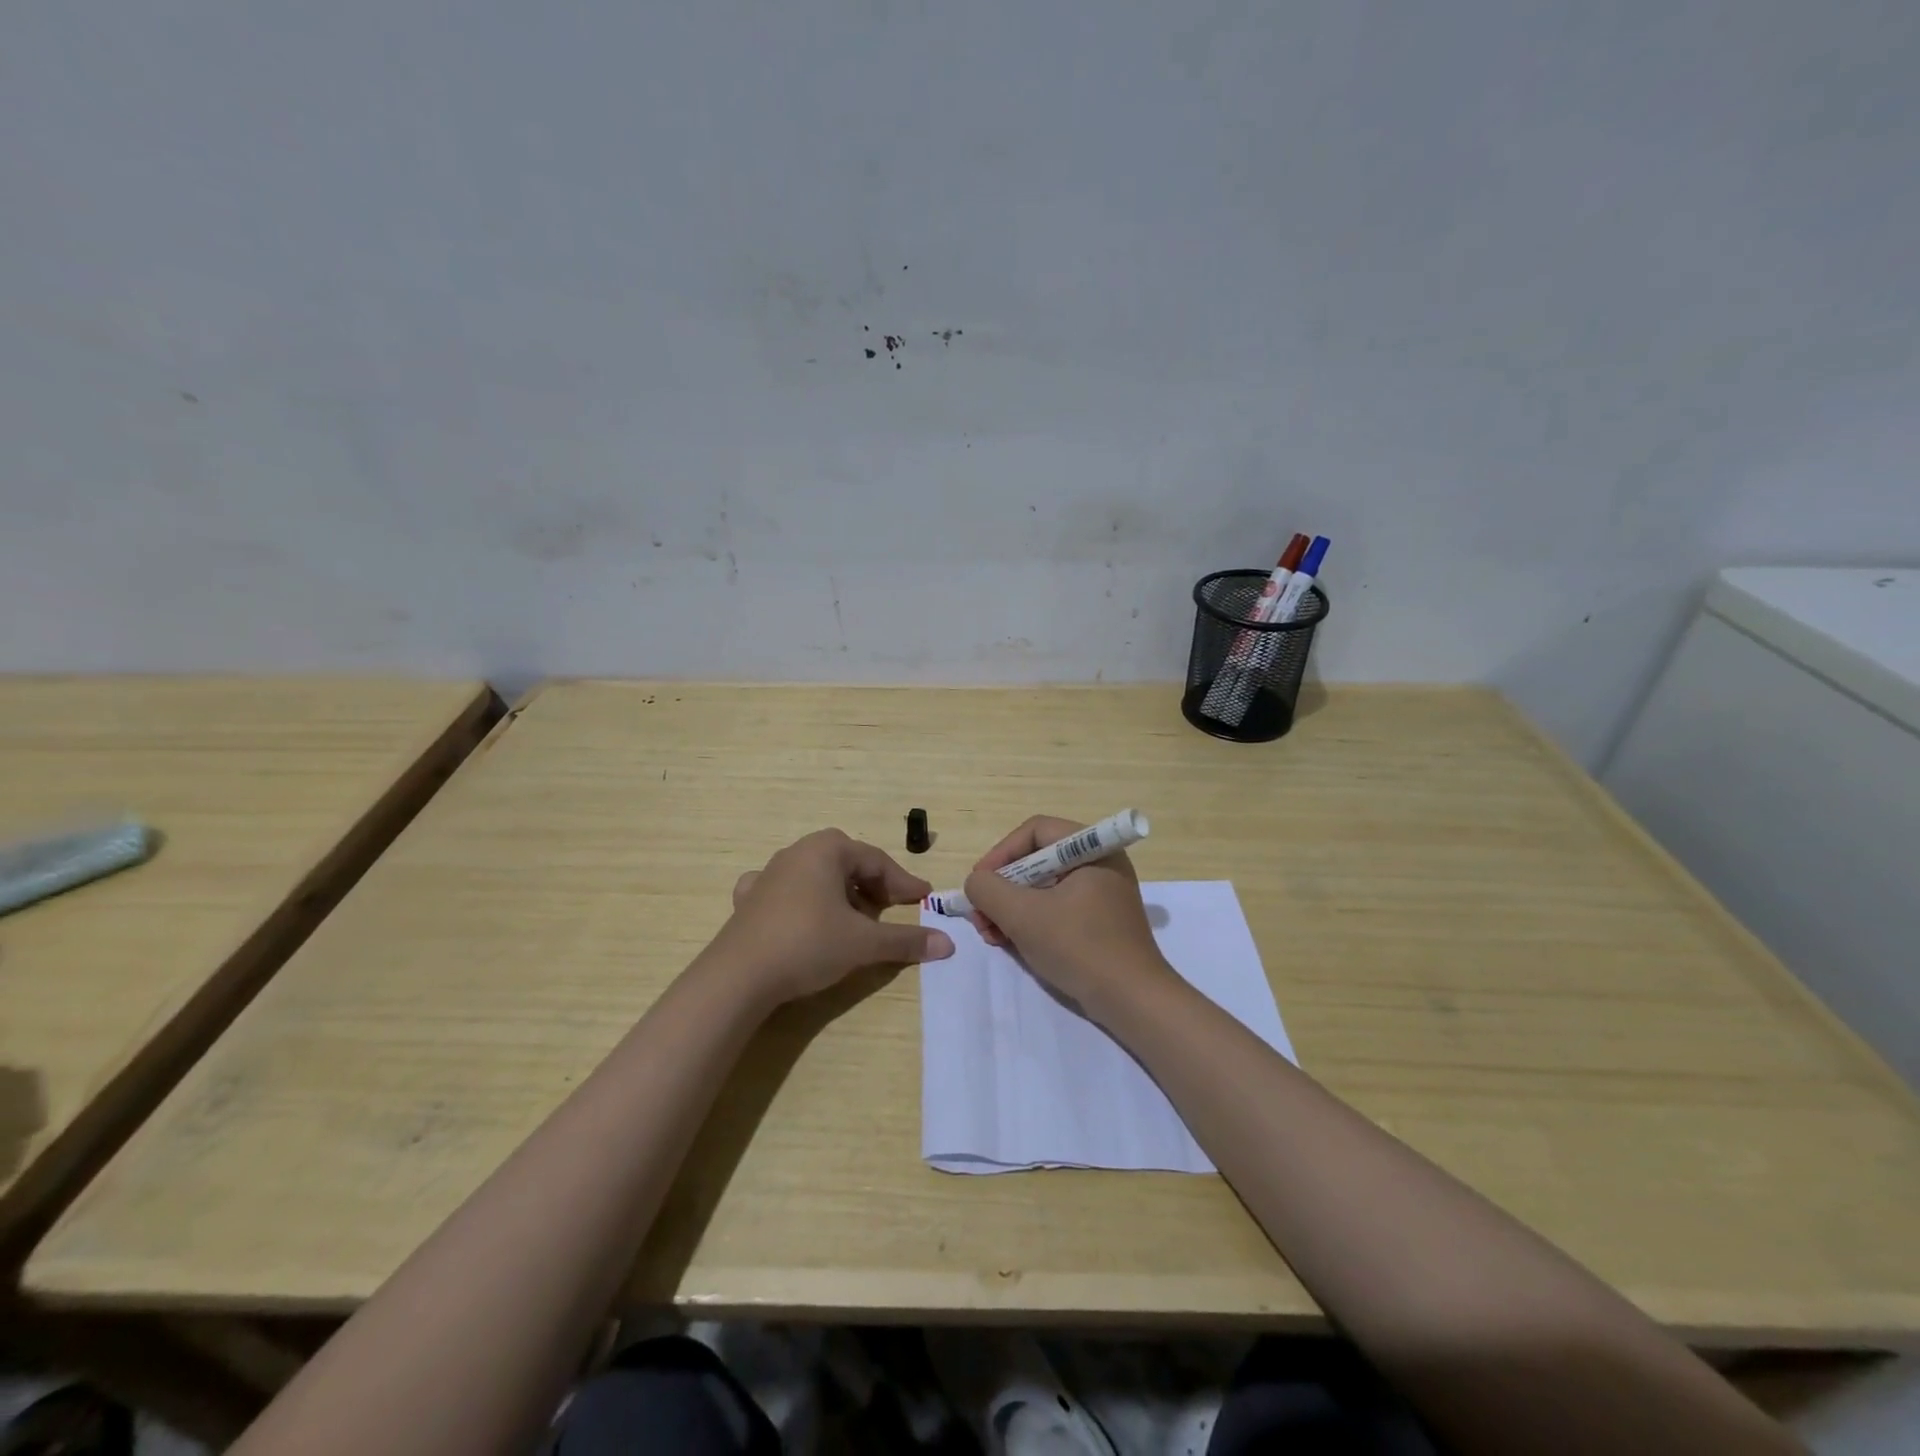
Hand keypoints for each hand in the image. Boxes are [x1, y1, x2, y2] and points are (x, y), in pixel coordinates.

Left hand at [712, 828, 954, 1003]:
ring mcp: (768, 874)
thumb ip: (906, 940)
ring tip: (853, 920)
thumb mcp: (864, 943)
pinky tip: (801, 915)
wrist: (739, 976)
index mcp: (827, 849)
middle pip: (846, 863)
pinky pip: (784, 891)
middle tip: (888, 908)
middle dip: (871, 884)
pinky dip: (801, 900)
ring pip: (816, 876)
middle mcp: (797, 852)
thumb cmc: (808, 944)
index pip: (876, 861)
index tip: (923, 900)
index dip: (903, 882)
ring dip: (839, 894)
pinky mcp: (749, 900)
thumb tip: (947, 944)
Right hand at [963, 815, 1171, 1012]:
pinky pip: (1057, 909)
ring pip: (1043, 888)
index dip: (1000, 853)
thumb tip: (976, 883)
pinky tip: (1010, 943)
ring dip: (1011, 908)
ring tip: (990, 934)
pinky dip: (1031, 921)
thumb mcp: (1023, 915)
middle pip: (1036, 860)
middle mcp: (1100, 863)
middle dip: (1002, 888)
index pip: (1035, 831)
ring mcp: (1102, 894)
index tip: (979, 884)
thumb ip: (988, 890)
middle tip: (980, 916)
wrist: (1132, 1001)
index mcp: (1092, 849)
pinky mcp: (1100, 922)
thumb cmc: (1079, 946)